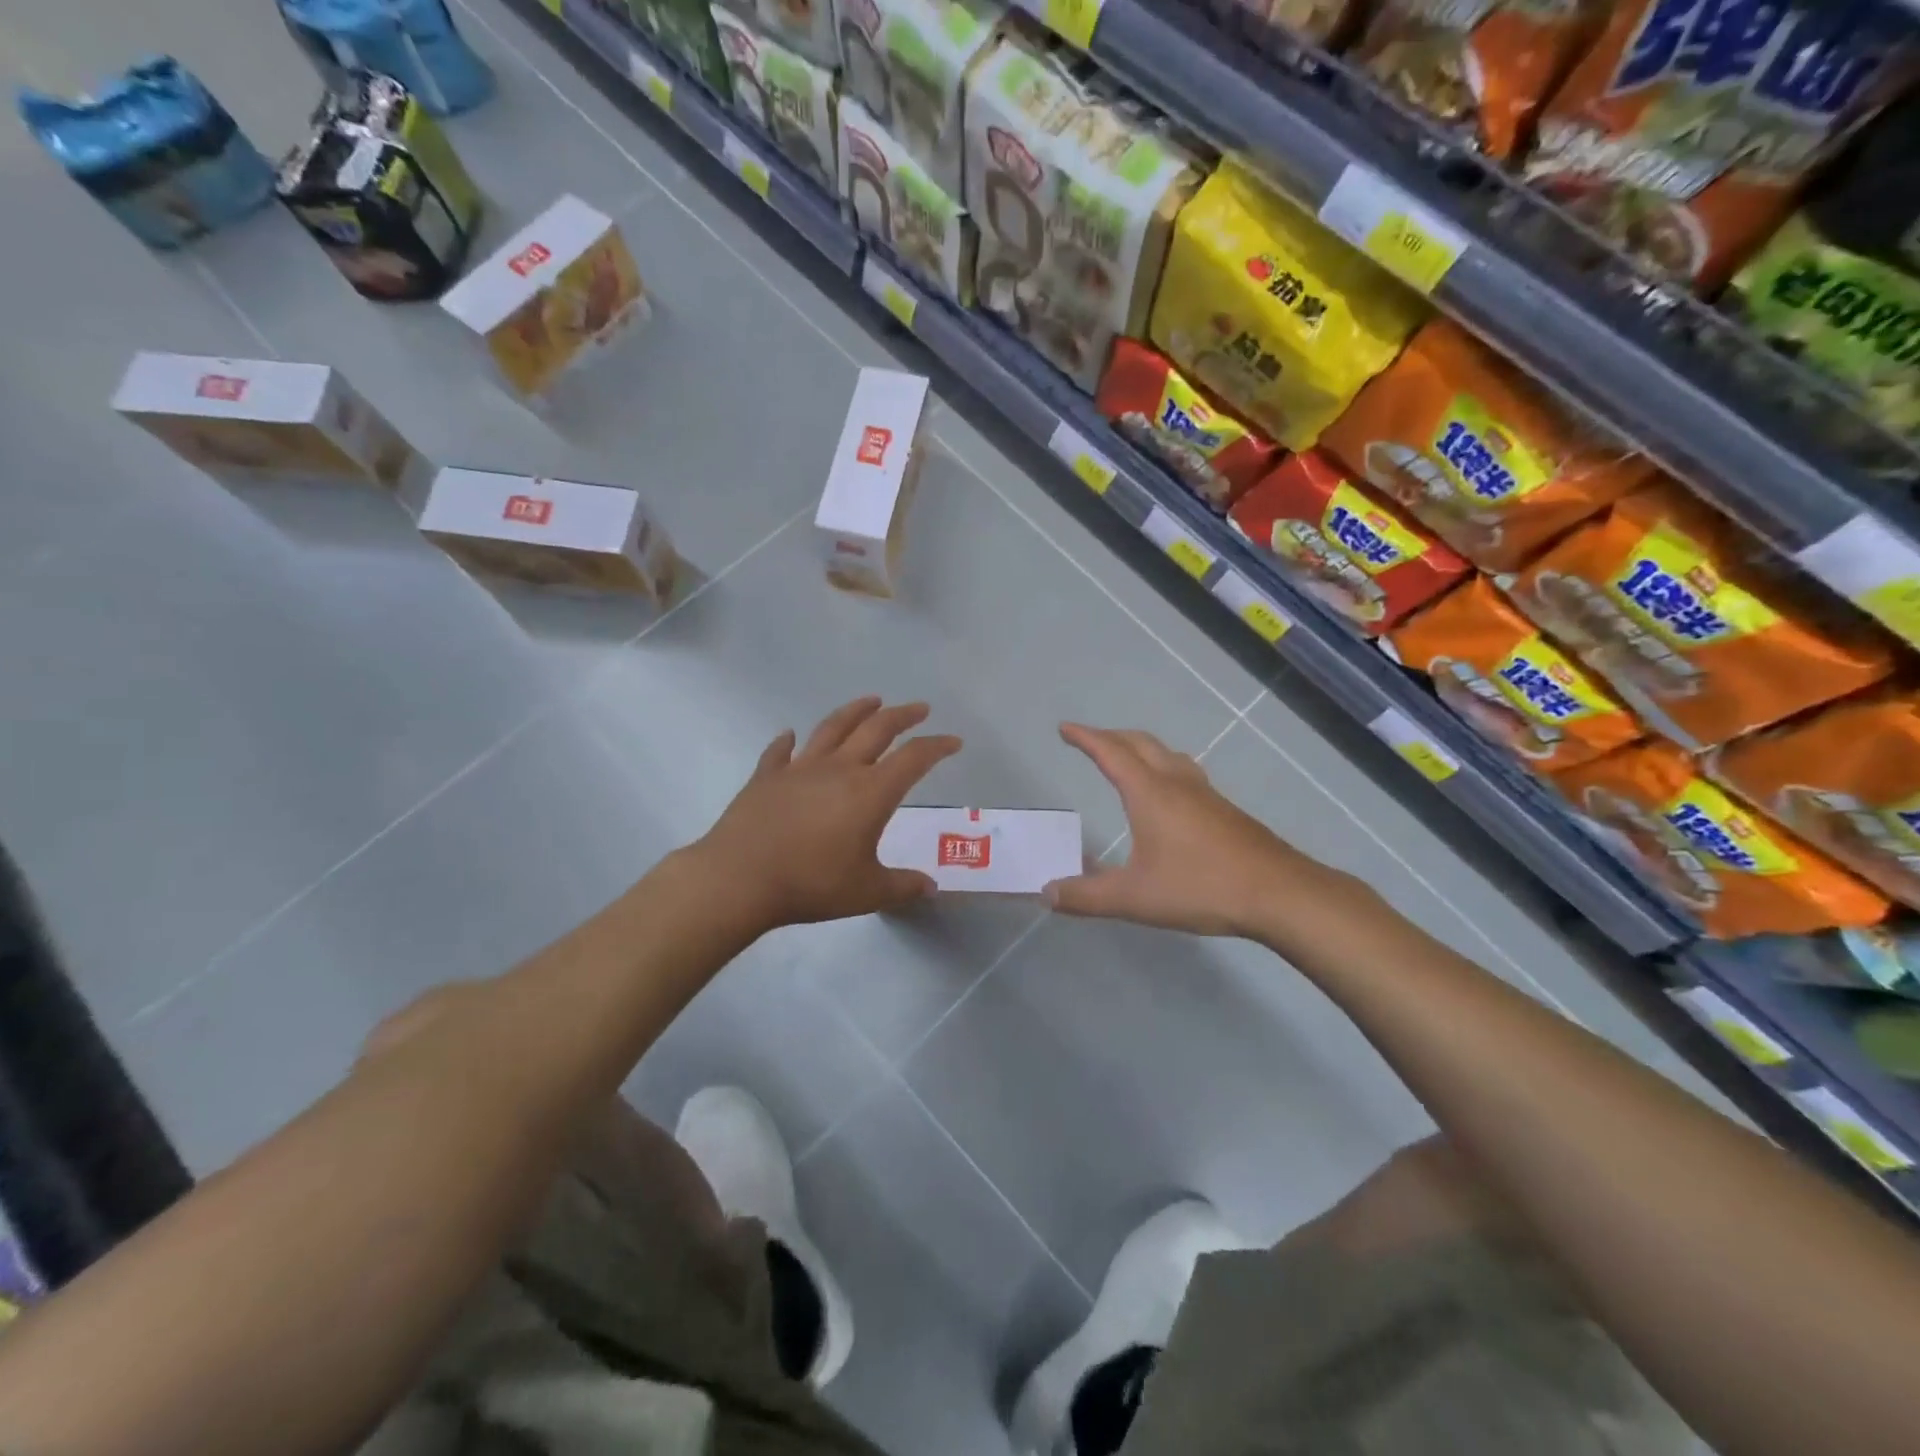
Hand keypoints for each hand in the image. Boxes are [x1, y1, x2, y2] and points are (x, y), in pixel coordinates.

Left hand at [692, 697, 960, 933]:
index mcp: (870, 792)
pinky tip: (790, 735)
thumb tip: (931, 887)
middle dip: (903, 716)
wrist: (740, 878)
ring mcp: (800, 768)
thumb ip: (902, 886)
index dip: (936, 747)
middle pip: (877, 729)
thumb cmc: (811, 884)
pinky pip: (780, 751)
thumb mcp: (866, 892)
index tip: (953, 741)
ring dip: (855, 711)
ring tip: (871, 700)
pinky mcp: (766, 776)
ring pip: (833, 727)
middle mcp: (839, 769)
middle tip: (920, 708)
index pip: (913, 758)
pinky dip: (788, 740)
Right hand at [1047, 723, 1346, 937]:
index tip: (1065, 728)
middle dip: (1111, 737)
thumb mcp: (1133, 898)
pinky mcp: (1224, 810)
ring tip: (1126, 759)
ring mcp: (1205, 794)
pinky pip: (1185, 773)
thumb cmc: (1200, 887)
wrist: (1278, 893)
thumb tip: (1046, 893)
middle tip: (1089, 741)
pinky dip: (1163, 767)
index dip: (1085, 738)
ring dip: (1140, 748)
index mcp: (1150, 793)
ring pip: (1167, 754)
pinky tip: (1168, 797)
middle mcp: (1177, 783)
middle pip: (1140, 743)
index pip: (1110, 753)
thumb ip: (1086, 896)